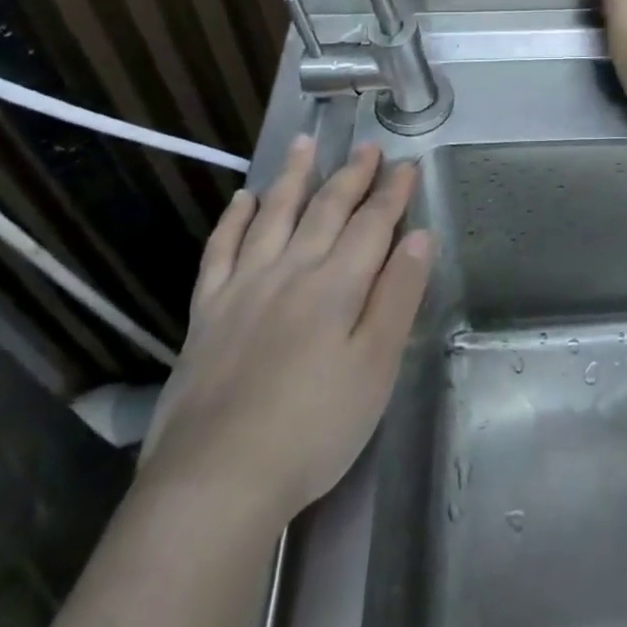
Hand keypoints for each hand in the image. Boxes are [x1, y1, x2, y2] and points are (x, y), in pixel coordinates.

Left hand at [140, 139, 432, 518]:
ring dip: (292, 177)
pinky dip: (233, 220)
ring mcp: (243, 288)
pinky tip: (242, 199)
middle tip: (367, 147)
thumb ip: (398, 296)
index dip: (392, 193)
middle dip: (352, 176)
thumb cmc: (313, 430)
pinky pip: (219, 251)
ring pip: (273, 216)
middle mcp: (291, 271)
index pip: (372, 224)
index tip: (407, 164)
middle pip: (326, 210)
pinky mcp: (206, 313)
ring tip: (303, 143)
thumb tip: (420, 236)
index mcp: (337, 285)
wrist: (215, 483)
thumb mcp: (375, 368)